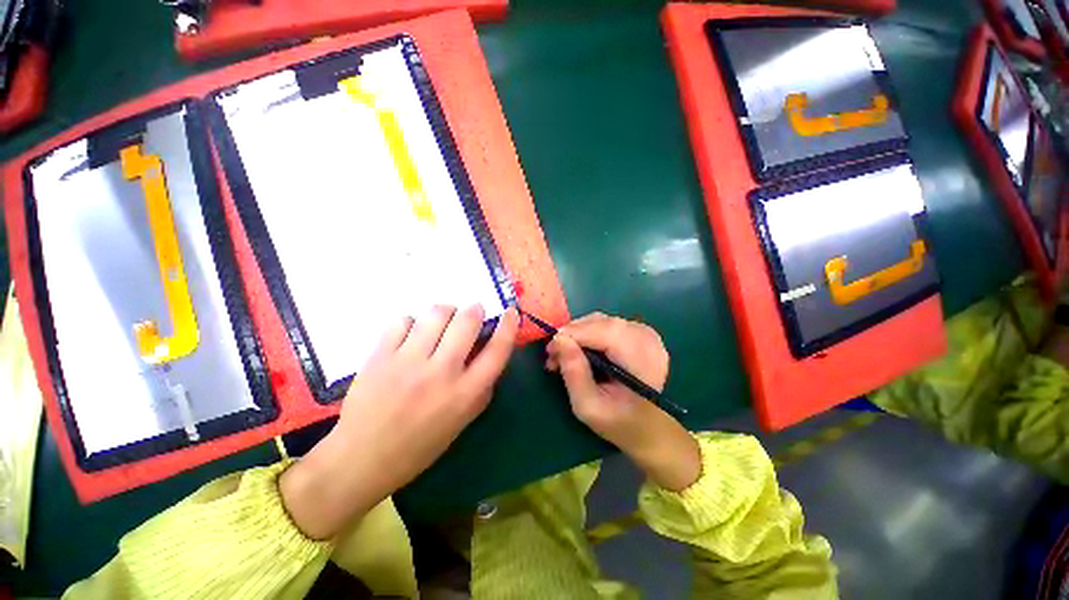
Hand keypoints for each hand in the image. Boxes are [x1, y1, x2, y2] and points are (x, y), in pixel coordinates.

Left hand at [281, 305, 518, 538]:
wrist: (362, 458)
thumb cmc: (419, 445)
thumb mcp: (462, 422)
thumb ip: (481, 388)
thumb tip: (489, 353)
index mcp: (465, 393)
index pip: (497, 351)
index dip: (508, 327)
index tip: (511, 312)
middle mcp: (441, 373)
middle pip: (467, 322)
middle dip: (474, 310)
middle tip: (472, 312)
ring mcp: (408, 362)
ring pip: (436, 314)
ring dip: (445, 311)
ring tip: (442, 319)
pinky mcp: (380, 356)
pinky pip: (403, 320)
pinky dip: (412, 322)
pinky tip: (411, 334)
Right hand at [545, 313, 699, 491]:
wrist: (649, 428)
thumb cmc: (618, 422)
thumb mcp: (588, 406)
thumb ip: (574, 372)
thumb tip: (558, 339)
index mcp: (641, 357)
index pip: (603, 330)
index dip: (573, 333)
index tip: (550, 349)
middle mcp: (647, 338)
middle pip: (601, 322)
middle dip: (573, 334)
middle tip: (554, 355)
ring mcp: (645, 333)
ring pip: (602, 321)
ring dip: (579, 334)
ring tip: (564, 355)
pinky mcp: (640, 333)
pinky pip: (607, 325)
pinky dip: (589, 334)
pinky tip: (580, 350)